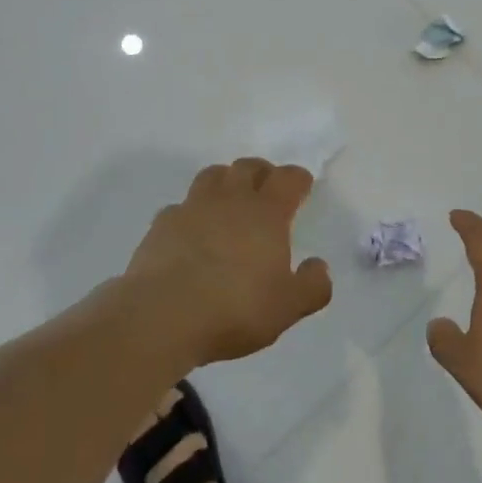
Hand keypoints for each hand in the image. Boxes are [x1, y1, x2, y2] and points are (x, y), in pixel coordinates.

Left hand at [128, 158, 332, 364]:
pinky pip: (181, 205)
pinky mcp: (162, 224)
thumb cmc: (235, 308)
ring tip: (229, 201)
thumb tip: (319, 267)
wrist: (162, 315)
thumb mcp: (287, 307)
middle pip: (247, 166)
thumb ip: (312, 286)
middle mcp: (230, 200)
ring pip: (212, 176)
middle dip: (261, 172)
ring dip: (225, 181)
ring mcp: (192, 207)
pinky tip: (192, 232)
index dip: (298, 179)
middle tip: (266, 188)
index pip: (288, 178)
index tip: (302, 187)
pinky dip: (192, 212)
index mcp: (266, 213)